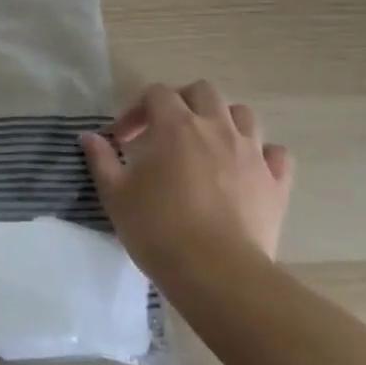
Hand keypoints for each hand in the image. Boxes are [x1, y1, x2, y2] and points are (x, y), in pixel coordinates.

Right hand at [78, 81, 293, 280]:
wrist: (216, 273)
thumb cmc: (157, 228)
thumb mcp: (115, 194)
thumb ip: (101, 159)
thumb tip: (89, 137)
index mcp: (176, 126)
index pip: (156, 93)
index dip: (136, 108)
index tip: (122, 138)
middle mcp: (217, 129)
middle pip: (203, 91)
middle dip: (182, 101)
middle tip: (164, 129)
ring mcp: (252, 154)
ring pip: (243, 115)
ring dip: (222, 121)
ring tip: (206, 144)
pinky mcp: (276, 183)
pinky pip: (276, 154)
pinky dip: (261, 154)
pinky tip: (246, 169)